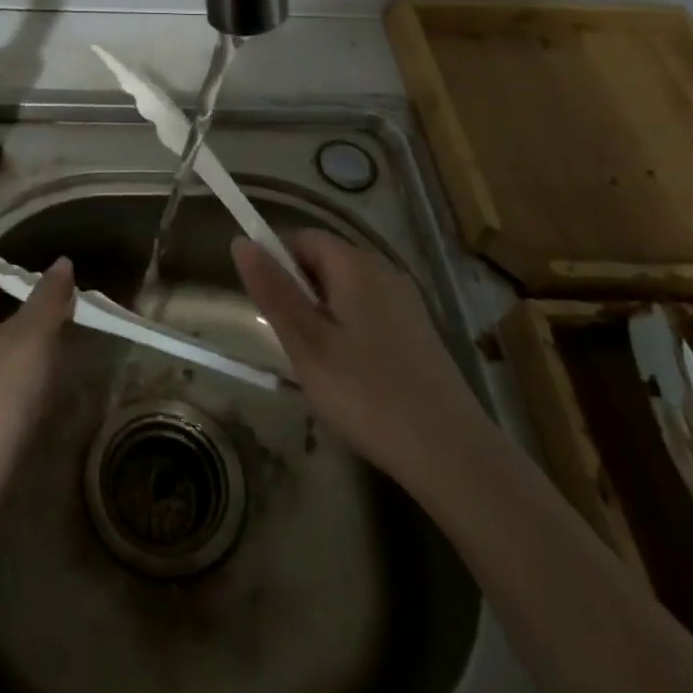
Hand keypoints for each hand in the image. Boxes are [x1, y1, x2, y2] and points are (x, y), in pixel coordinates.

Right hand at [231, 230, 485, 491]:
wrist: (451, 453)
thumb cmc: (366, 393)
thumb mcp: (306, 343)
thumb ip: (272, 290)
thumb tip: (241, 241)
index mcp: (356, 265)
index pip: (303, 238)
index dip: (278, 265)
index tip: (273, 311)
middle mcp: (385, 272)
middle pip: (326, 263)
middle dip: (301, 295)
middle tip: (296, 346)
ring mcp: (407, 303)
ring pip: (347, 292)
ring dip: (324, 317)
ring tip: (323, 367)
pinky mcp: (419, 332)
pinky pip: (370, 314)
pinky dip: (350, 333)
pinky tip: (355, 378)